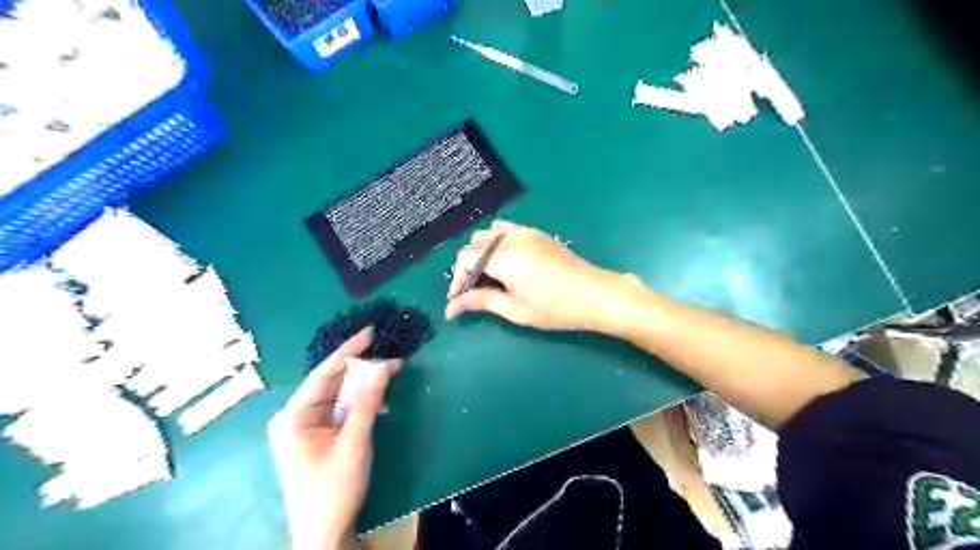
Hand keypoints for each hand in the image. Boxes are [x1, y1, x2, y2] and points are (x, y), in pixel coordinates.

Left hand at [265, 330, 398, 548]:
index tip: (370, 332)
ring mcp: (306, 427)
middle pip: (332, 382)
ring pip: (338, 395)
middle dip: (361, 369)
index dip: (349, 351)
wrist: (324, 533)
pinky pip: (341, 409)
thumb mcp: (354, 442)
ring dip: (364, 386)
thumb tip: (383, 365)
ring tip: (390, 372)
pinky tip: (379, 401)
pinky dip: (360, 403)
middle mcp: (296, 416)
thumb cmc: (334, 488)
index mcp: (294, 416)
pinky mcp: (318, 435)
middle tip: (390, 356)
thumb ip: (368, 402)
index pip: (324, 373)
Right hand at [446, 219, 640, 330]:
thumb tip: (451, 307)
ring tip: (489, 277)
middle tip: (474, 292)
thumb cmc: (557, 308)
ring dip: (481, 253)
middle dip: (467, 267)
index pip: (466, 258)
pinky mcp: (537, 233)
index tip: (459, 301)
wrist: (597, 294)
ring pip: (488, 233)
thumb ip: (481, 302)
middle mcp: (512, 237)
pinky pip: (506, 229)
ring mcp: (526, 231)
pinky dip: (496, 243)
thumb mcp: (516, 309)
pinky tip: (505, 263)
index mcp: (505, 257)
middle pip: (474, 244)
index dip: (457, 279)